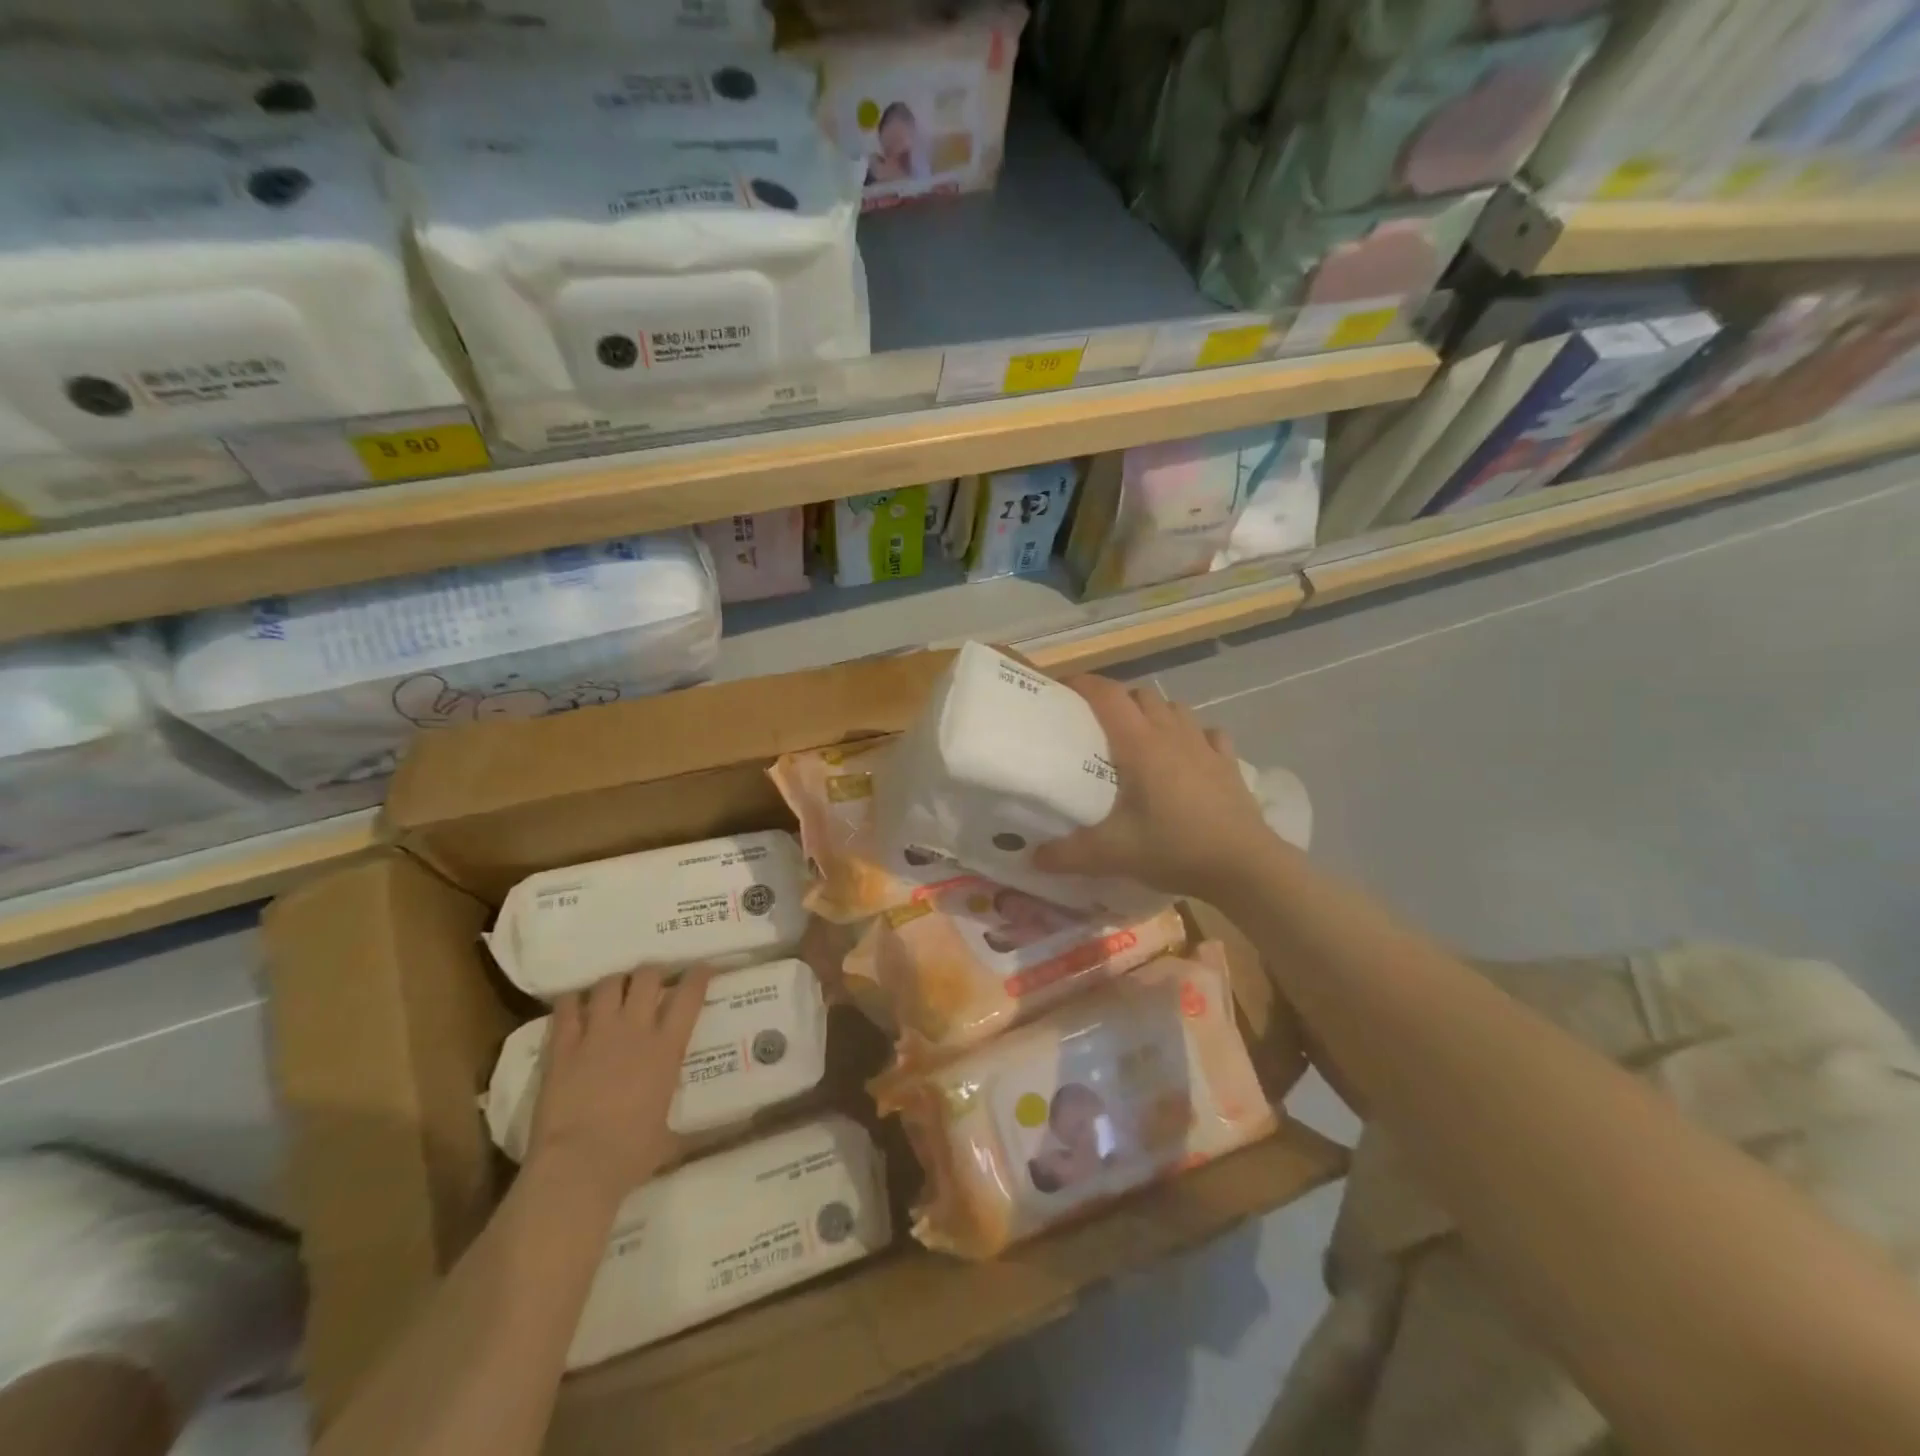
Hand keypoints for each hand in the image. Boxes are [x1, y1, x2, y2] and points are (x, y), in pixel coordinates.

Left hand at [525, 968, 713, 1207]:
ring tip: (615, 990)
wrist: (578, 1166)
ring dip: (615, 983)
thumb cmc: (631, 1155)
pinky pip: (566, 1008)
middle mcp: (634, 1029)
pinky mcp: (562, 1047)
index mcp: (667, 1048)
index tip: (702, 968)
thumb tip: (714, 1136)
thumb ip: (686, 1125)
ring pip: (608, 984)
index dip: (698, 975)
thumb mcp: (670, 1137)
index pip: (689, 995)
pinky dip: (572, 1001)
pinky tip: (574, 1006)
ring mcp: (596, 1034)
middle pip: (646, 977)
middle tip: (652, 982)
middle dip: (652, 973)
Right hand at [1033, 676, 1273, 896]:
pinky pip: (1208, 734)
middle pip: (1141, 695)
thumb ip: (1067, 855)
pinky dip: (1193, 736)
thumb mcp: (1111, 855)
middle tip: (1098, 724)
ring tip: (1141, 736)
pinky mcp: (1229, 763)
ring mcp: (1205, 746)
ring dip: (1154, 713)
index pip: (1107, 695)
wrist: (1244, 865)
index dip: (1084, 684)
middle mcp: (1172, 734)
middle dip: (1117, 700)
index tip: (1063, 688)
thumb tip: (1032, 858)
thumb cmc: (1174, 848)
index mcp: (1140, 745)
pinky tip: (1188, 755)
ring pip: (1175, 708)